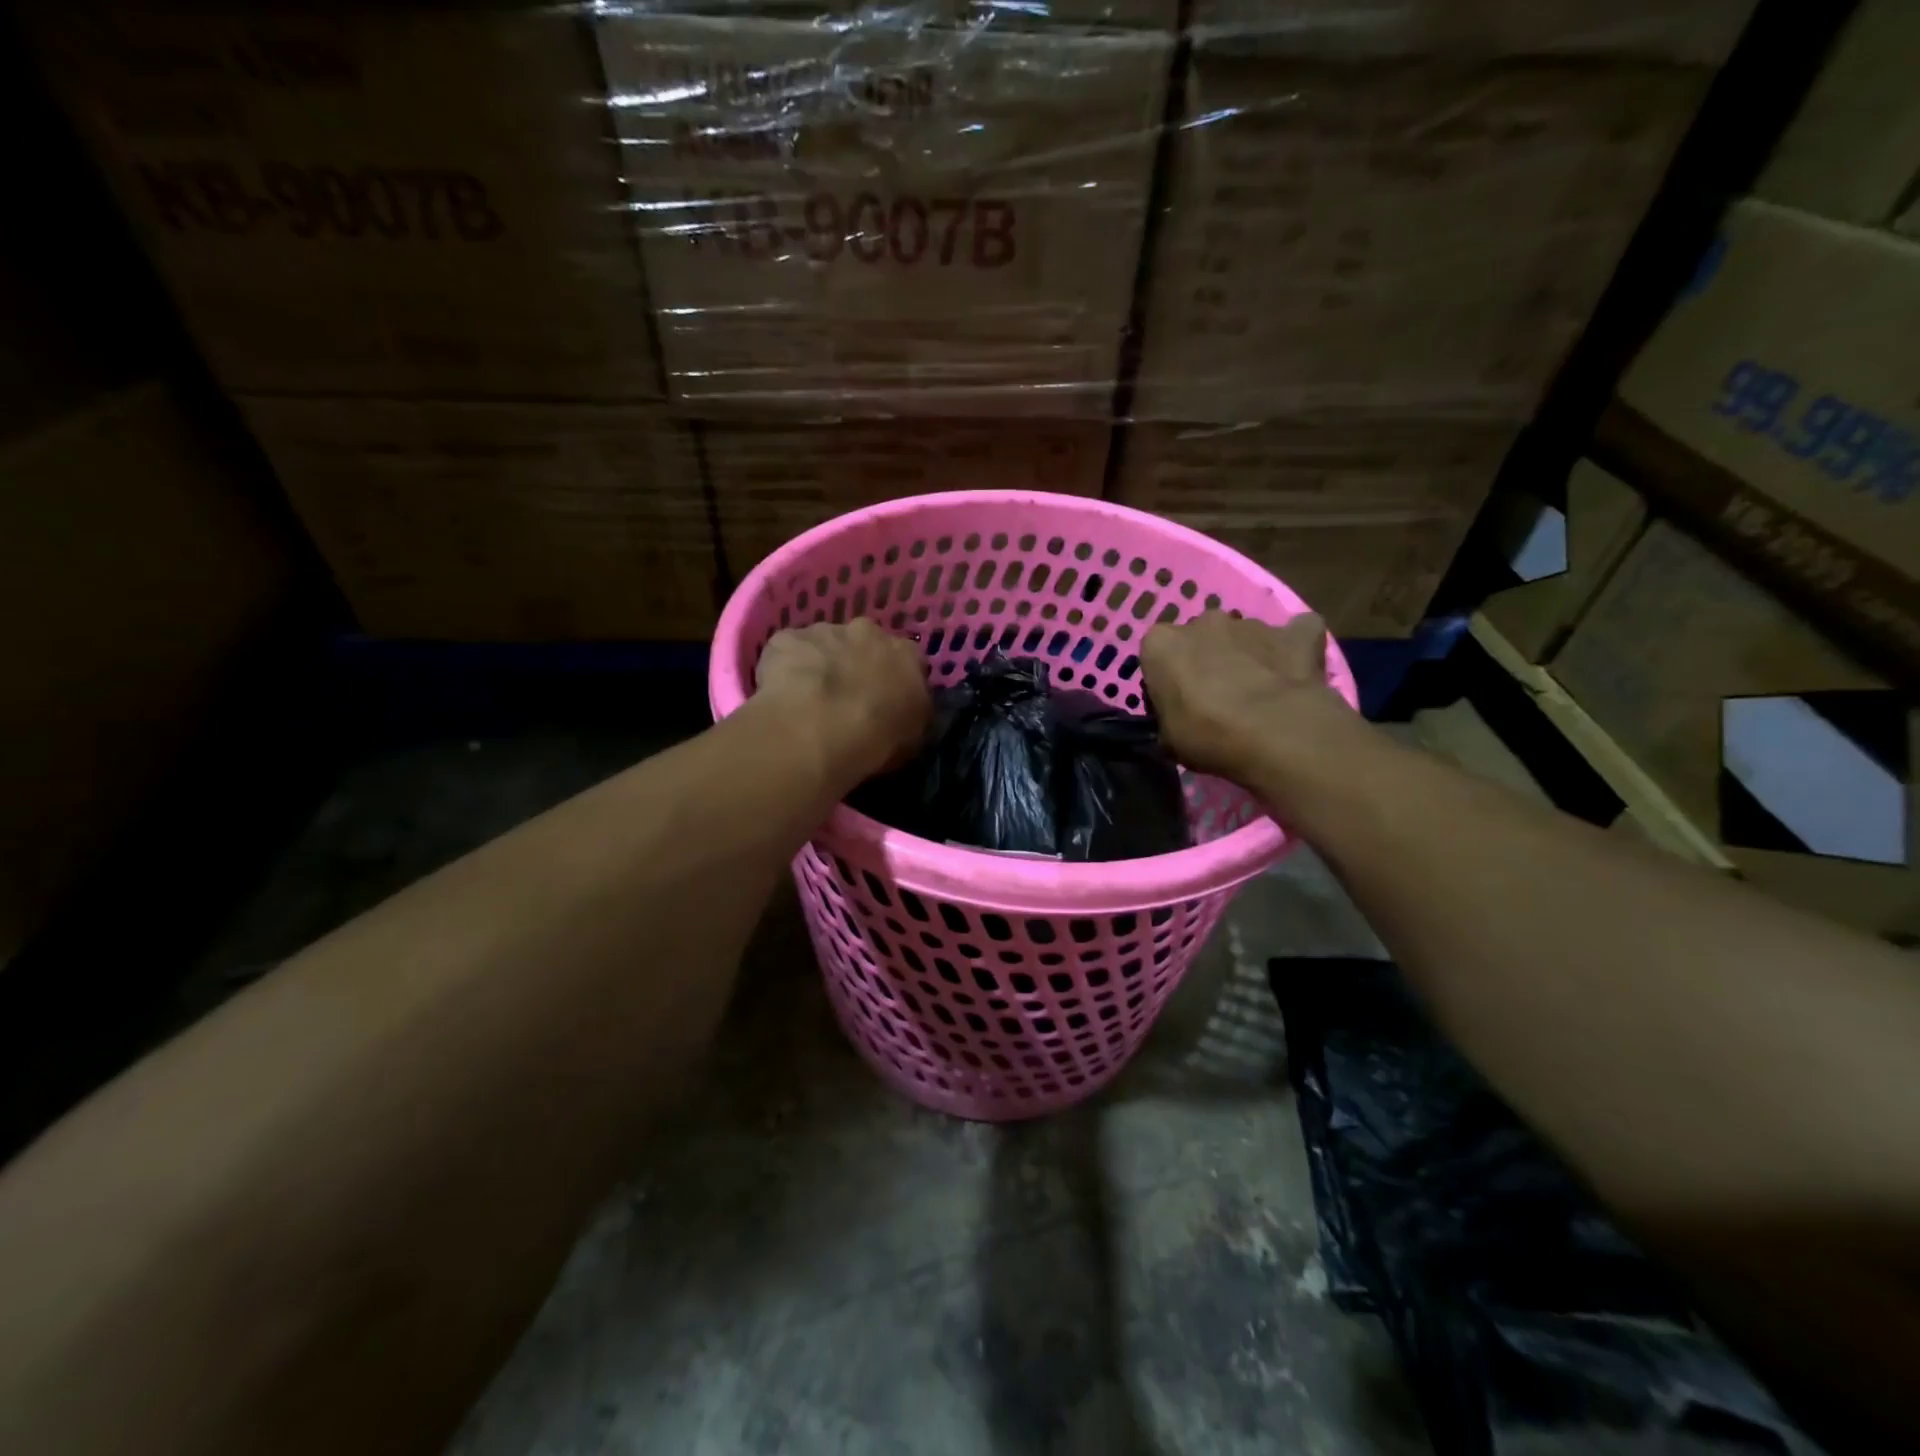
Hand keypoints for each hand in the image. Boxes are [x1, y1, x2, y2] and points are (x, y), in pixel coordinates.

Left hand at [754, 618, 930, 780]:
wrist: (819, 730)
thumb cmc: (876, 740)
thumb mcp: (912, 741)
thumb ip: (910, 718)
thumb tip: (902, 718)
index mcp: (905, 655)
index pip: (906, 661)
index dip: (892, 681)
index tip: (883, 703)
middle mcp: (868, 632)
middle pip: (863, 643)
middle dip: (855, 665)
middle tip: (843, 700)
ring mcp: (824, 631)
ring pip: (822, 645)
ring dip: (819, 665)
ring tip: (807, 703)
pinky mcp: (786, 638)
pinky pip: (786, 652)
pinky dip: (784, 669)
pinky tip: (781, 697)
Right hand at [1140, 611, 1350, 781]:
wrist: (1276, 734)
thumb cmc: (1207, 736)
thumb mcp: (1168, 738)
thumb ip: (1168, 715)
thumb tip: (1179, 718)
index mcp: (1162, 643)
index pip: (1158, 654)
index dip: (1168, 679)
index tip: (1178, 703)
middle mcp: (1204, 622)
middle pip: (1202, 639)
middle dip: (1208, 660)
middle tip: (1218, 698)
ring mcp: (1253, 624)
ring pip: (1245, 637)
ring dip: (1247, 657)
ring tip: (1261, 695)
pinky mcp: (1297, 632)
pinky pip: (1296, 633)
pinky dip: (1295, 647)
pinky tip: (1296, 672)